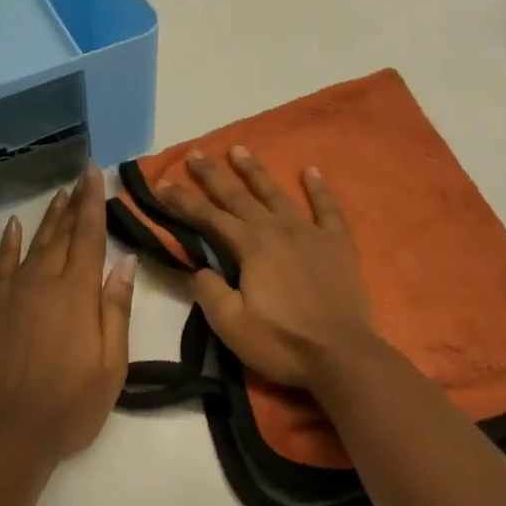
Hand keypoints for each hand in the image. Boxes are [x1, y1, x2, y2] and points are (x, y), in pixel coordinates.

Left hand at [0, 166, 136, 461]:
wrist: (6, 438)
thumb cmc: (70, 405)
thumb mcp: (111, 364)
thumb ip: (116, 309)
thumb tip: (125, 262)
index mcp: (78, 293)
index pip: (89, 235)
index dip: (93, 202)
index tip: (95, 172)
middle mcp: (44, 283)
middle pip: (63, 234)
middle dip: (74, 203)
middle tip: (80, 175)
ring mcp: (14, 295)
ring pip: (35, 245)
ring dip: (49, 218)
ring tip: (59, 194)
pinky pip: (1, 267)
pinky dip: (8, 244)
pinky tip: (14, 226)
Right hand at [155, 147, 385, 391]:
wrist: (342, 355)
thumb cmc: (282, 344)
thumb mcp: (231, 326)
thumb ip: (209, 292)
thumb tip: (199, 268)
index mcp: (251, 247)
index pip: (209, 218)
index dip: (184, 201)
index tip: (163, 183)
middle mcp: (278, 230)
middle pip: (240, 197)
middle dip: (214, 176)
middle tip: (195, 153)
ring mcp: (311, 233)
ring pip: (278, 194)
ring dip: (256, 172)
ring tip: (239, 149)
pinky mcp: (338, 244)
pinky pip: (328, 208)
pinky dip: (318, 188)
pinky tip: (311, 170)